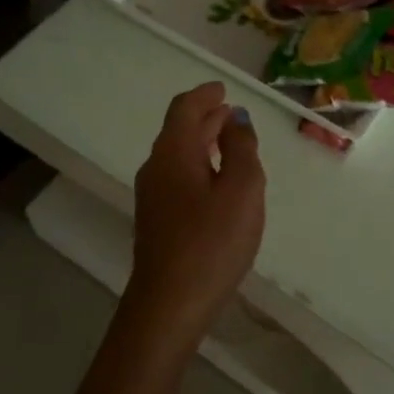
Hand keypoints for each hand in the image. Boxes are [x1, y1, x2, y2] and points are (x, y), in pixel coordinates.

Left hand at [125, 82, 266, 339]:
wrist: (169, 304)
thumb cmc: (211, 242)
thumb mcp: (242, 190)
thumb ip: (241, 149)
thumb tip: (235, 121)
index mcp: (173, 152)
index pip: (185, 109)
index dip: (205, 95)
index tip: (223, 89)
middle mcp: (156, 168)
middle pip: (178, 130)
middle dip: (205, 117)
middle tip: (231, 112)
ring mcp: (152, 196)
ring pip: (177, 155)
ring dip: (202, 142)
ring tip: (229, 141)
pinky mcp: (156, 221)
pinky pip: (177, 177)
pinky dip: (198, 165)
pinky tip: (216, 181)